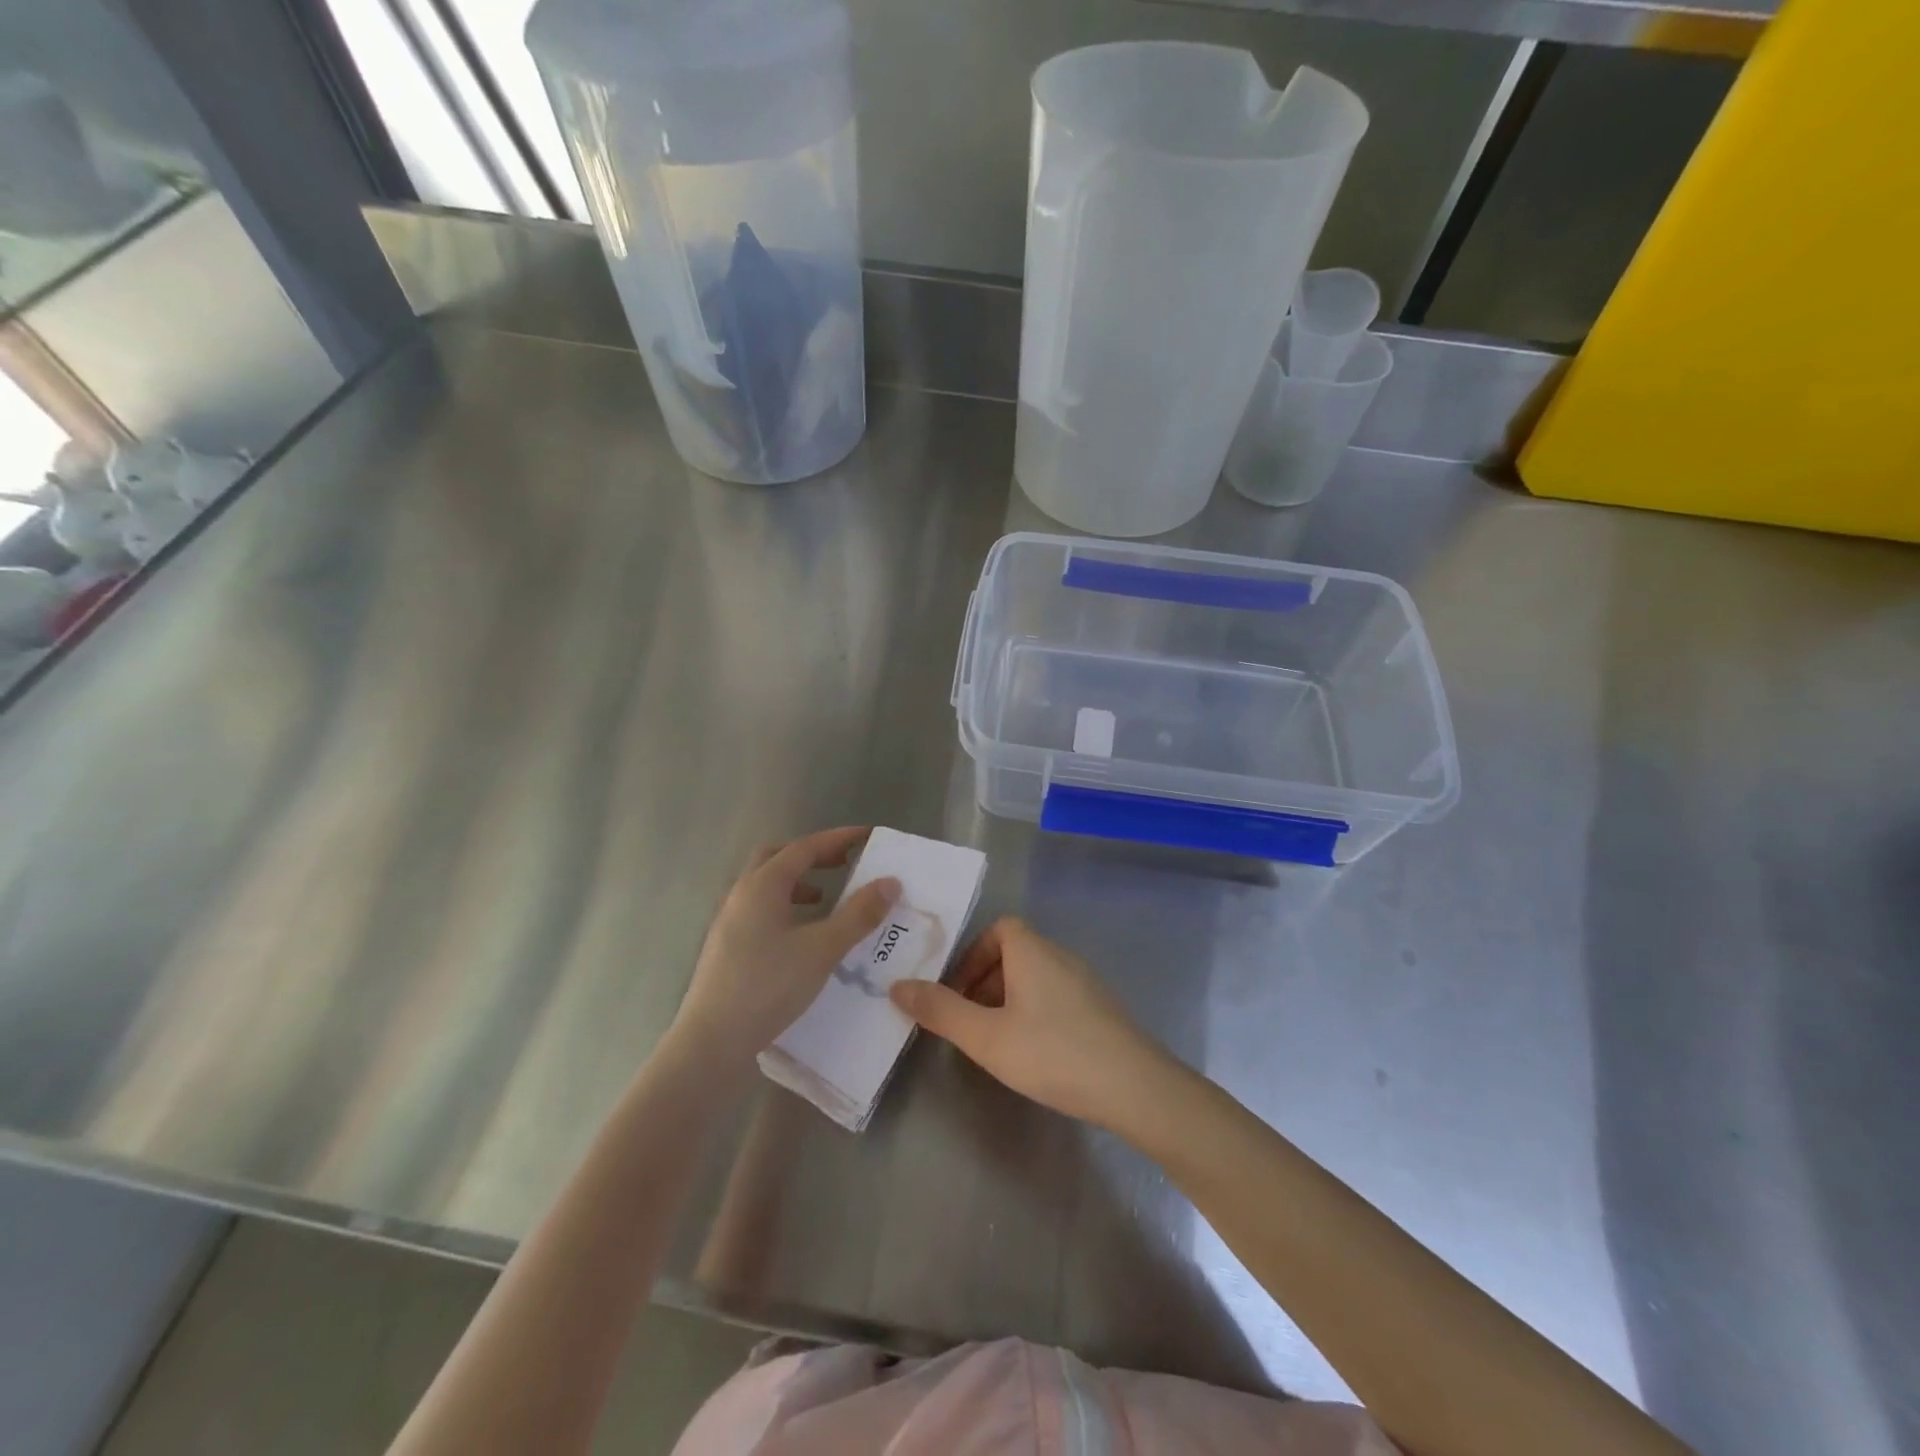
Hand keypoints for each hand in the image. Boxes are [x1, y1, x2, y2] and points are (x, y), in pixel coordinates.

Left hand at [671, 827, 899, 1073]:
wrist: (712, 1043)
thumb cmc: (769, 986)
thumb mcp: (823, 949)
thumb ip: (858, 914)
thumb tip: (890, 882)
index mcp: (762, 885)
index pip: (804, 847)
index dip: (837, 839)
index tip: (866, 836)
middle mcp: (741, 895)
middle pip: (777, 858)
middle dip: (812, 855)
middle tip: (843, 863)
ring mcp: (729, 922)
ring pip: (766, 886)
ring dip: (797, 883)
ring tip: (826, 899)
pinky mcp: (727, 948)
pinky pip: (761, 911)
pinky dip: (786, 908)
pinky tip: (802, 936)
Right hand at [889, 917, 1170, 1127]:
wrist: (1135, 1086)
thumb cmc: (1053, 1052)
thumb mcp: (987, 1036)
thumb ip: (941, 1011)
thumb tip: (896, 986)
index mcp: (1033, 951)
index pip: (999, 929)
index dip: (973, 954)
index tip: (957, 991)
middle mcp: (1060, 956)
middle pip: (1014, 953)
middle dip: (984, 982)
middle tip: (967, 1021)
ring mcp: (1085, 982)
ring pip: (1034, 978)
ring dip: (1008, 1000)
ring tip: (994, 1041)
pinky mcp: (1099, 1009)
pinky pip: (1055, 997)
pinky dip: (1033, 1013)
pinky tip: (1032, 1053)